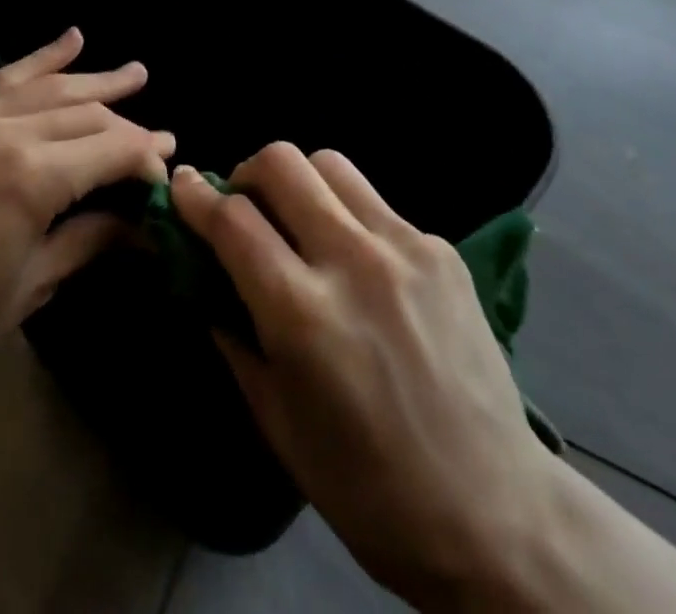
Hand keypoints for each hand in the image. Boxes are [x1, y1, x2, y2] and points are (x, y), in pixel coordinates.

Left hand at [0, 29, 172, 395]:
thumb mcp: (32, 284)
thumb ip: (91, 239)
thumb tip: (143, 226)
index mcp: (31, 177)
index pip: (111, 149)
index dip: (146, 156)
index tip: (167, 168)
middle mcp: (5, 132)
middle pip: (84, 114)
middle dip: (126, 125)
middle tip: (158, 137)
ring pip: (48, 87)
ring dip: (94, 78)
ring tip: (134, 72)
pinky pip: (1, 79)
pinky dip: (39, 58)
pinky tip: (70, 39)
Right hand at [172, 147, 556, 613]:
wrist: (494, 514)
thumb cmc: (368, 489)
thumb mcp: (278, 421)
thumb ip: (234, 335)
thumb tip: (208, 279)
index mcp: (302, 312)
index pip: (232, 219)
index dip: (196, 196)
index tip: (181, 184)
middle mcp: (352, 260)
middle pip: (282, 163)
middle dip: (247, 173)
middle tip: (245, 207)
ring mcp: (405, 247)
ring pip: (331, 164)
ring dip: (299, 181)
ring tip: (298, 220)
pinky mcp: (442, 249)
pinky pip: (376, 204)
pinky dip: (349, 216)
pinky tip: (358, 264)